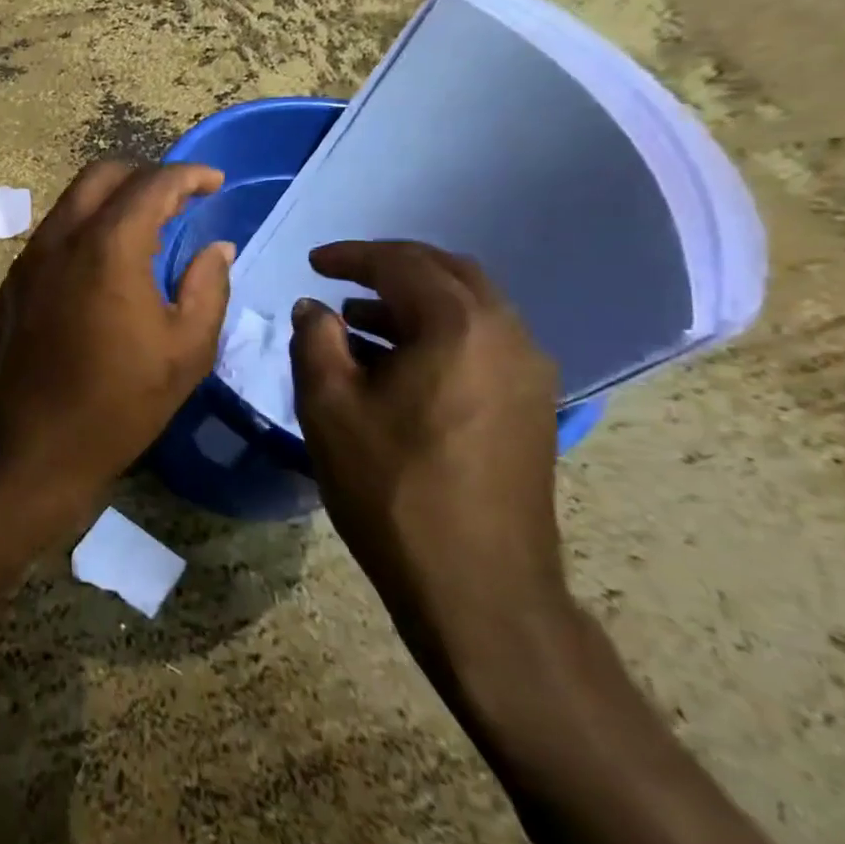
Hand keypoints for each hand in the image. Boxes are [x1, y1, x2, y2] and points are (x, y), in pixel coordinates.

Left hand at [0, 162, 233, 522]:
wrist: (30, 446)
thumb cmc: (118, 403)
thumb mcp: (185, 351)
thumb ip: (207, 288)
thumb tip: (216, 249)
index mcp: (108, 248)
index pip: (151, 185)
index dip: (188, 175)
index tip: (215, 182)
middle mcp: (61, 238)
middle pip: (102, 175)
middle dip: (146, 175)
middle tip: (180, 198)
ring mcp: (30, 258)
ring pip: (73, 201)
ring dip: (113, 200)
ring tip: (148, 228)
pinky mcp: (14, 281)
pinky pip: (55, 232)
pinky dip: (88, 226)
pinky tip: (108, 262)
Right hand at [289, 241, 568, 668]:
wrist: (478, 587)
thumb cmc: (391, 487)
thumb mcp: (329, 405)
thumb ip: (315, 340)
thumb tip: (313, 308)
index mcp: (460, 326)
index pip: (402, 263)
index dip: (351, 256)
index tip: (313, 263)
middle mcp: (508, 335)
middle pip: (447, 274)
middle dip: (390, 268)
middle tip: (340, 278)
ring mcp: (529, 373)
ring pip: (469, 309)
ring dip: (412, 302)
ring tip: (356, 322)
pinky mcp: (532, 407)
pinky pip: (481, 343)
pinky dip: (435, 333)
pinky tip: (395, 364)